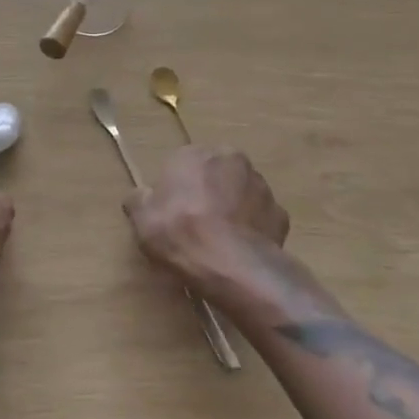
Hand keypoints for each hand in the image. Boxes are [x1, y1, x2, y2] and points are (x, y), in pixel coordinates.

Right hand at [123, 146, 288, 293]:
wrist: (232, 265)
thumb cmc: (180, 233)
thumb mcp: (141, 219)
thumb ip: (138, 201)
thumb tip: (139, 196)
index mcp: (194, 153)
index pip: (181, 164)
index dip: (176, 189)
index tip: (171, 212)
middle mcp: (230, 159)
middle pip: (214, 173)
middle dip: (208, 191)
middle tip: (195, 223)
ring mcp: (260, 185)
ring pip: (241, 192)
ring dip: (232, 207)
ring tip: (220, 239)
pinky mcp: (280, 213)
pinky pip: (260, 217)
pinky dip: (252, 228)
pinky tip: (240, 249)